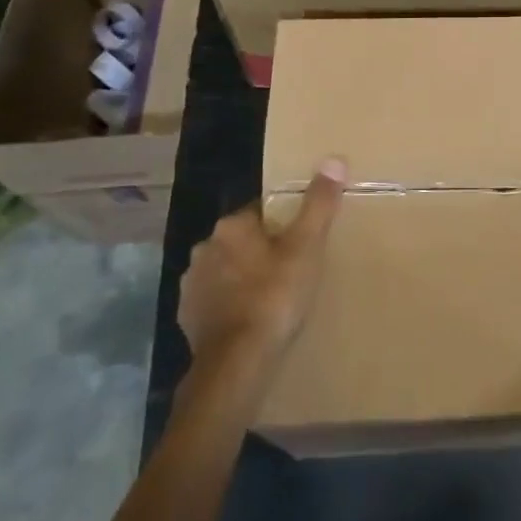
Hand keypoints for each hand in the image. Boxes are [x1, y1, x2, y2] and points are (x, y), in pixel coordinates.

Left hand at [179, 159, 346, 373]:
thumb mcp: (306, 247)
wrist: (237, 361)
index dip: (282, 225)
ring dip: (242, 279)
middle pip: (240, 241)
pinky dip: (230, 306)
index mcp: (231, 226)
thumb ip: (319, 204)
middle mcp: (204, 248)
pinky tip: (249, 321)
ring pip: (225, 271)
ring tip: (271, 298)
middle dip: (260, 252)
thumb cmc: (275, 296)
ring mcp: (192, 285)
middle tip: (291, 271)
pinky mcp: (187, 318)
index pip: (259, 212)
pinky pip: (214, 301)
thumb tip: (334, 159)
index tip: (300, 242)